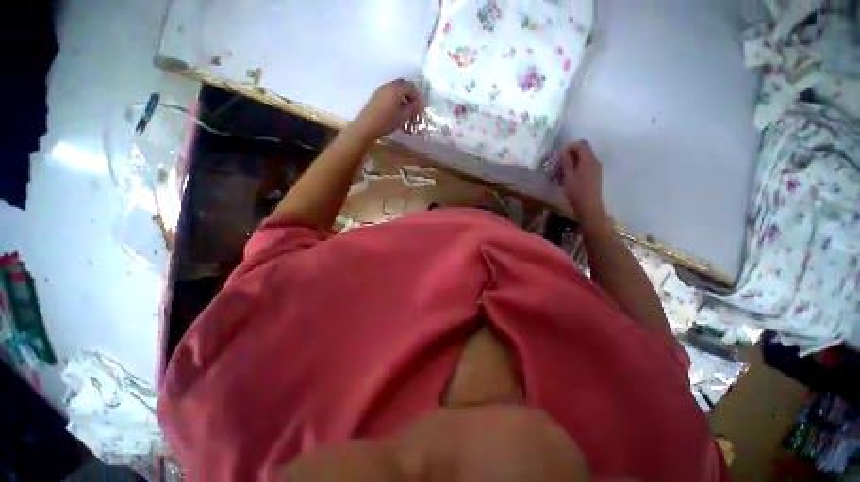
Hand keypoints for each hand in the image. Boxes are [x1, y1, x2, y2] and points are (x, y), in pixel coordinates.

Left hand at [349, 79, 422, 141]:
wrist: (367, 126)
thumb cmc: (387, 121)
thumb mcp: (403, 117)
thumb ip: (412, 109)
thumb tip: (418, 104)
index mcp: (396, 89)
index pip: (411, 87)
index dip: (417, 97)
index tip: (419, 107)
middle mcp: (388, 86)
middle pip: (402, 86)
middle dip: (409, 95)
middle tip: (413, 107)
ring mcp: (381, 91)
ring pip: (395, 90)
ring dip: (402, 98)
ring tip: (405, 112)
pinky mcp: (376, 97)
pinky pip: (389, 95)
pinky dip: (395, 101)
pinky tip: (396, 113)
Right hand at [557, 141, 608, 226]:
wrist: (589, 207)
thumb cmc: (577, 192)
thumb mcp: (568, 176)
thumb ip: (566, 161)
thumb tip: (564, 150)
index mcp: (589, 160)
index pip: (581, 144)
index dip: (569, 147)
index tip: (559, 157)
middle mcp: (594, 162)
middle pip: (581, 152)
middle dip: (567, 157)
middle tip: (556, 168)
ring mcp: (595, 169)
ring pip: (580, 161)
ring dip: (569, 165)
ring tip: (558, 177)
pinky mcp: (593, 176)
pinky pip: (583, 168)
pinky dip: (573, 171)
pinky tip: (565, 181)